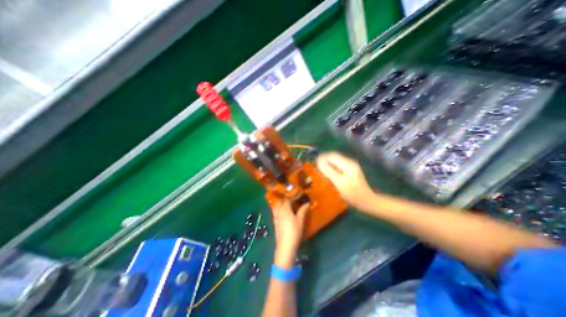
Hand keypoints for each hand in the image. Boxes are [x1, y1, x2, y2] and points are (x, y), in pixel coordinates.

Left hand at [270, 200, 308, 268]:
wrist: (285, 246)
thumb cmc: (294, 231)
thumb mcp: (300, 220)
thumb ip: (303, 210)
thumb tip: (307, 203)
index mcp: (285, 209)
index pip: (287, 199)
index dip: (291, 196)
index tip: (296, 194)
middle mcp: (279, 211)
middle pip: (280, 202)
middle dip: (284, 199)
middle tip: (291, 198)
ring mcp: (276, 217)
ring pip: (277, 207)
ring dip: (281, 204)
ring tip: (287, 204)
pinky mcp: (275, 223)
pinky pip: (276, 213)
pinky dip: (279, 210)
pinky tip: (283, 213)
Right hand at [317, 151, 374, 210]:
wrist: (367, 201)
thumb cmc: (352, 194)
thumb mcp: (339, 182)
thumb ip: (328, 171)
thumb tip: (318, 161)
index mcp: (347, 164)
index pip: (332, 155)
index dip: (322, 158)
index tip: (314, 164)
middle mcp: (349, 163)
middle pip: (333, 158)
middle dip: (324, 162)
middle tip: (316, 169)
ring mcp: (350, 167)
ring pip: (335, 163)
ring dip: (327, 166)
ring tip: (320, 172)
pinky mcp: (350, 172)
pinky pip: (338, 167)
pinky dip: (331, 170)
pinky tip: (328, 176)